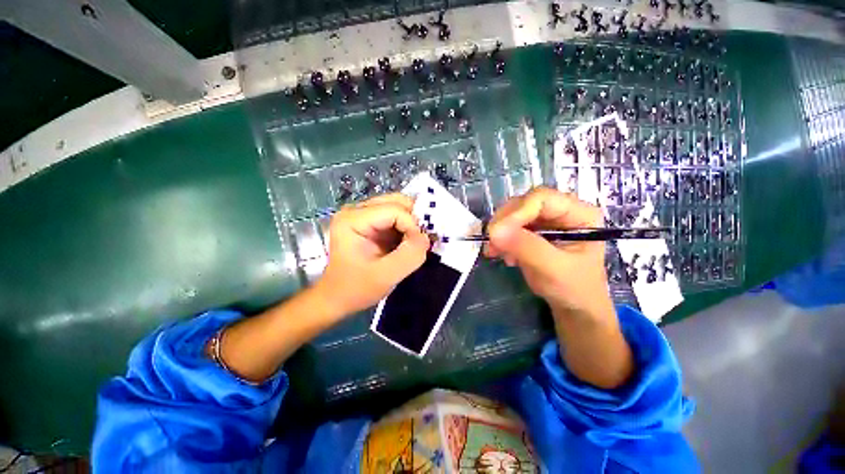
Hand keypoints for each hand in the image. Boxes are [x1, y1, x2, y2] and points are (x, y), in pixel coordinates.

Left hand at [314, 193, 429, 316]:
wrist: (338, 298)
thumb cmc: (356, 289)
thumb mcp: (384, 276)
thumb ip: (409, 256)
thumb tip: (426, 237)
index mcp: (352, 219)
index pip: (394, 210)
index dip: (412, 226)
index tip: (419, 247)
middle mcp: (357, 210)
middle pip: (397, 202)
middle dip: (414, 221)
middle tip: (420, 242)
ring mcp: (363, 215)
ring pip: (399, 207)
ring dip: (412, 224)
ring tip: (415, 243)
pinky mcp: (371, 223)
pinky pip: (397, 217)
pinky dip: (407, 228)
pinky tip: (408, 243)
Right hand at [484, 187, 612, 319]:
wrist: (574, 305)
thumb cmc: (574, 289)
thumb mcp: (552, 268)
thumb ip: (526, 247)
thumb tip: (494, 231)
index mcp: (579, 213)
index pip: (541, 198)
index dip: (516, 212)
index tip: (496, 234)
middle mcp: (562, 210)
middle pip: (524, 203)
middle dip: (504, 222)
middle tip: (492, 243)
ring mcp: (546, 220)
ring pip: (513, 213)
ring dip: (499, 231)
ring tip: (495, 251)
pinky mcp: (533, 230)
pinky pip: (509, 226)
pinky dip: (501, 238)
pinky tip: (502, 254)